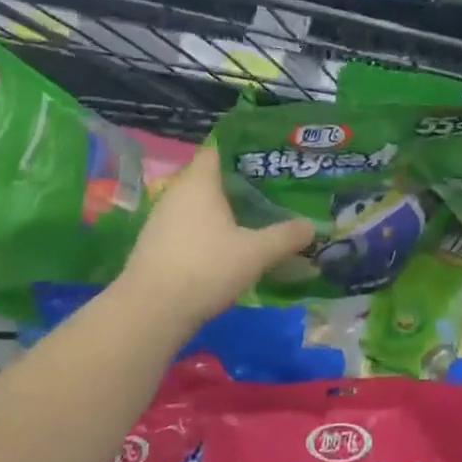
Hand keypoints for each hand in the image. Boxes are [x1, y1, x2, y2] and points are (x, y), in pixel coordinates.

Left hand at [115, 144, 315, 335]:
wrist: (150, 312)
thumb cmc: (206, 268)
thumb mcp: (256, 252)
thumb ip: (286, 236)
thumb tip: (311, 226)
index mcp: (199, 182)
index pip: (218, 149)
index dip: (242, 150)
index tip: (268, 158)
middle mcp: (176, 193)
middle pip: (210, 178)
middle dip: (238, 183)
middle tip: (270, 190)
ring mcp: (161, 220)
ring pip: (197, 204)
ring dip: (221, 210)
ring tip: (253, 218)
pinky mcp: (155, 245)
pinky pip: (187, 226)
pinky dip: (206, 230)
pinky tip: (226, 247)